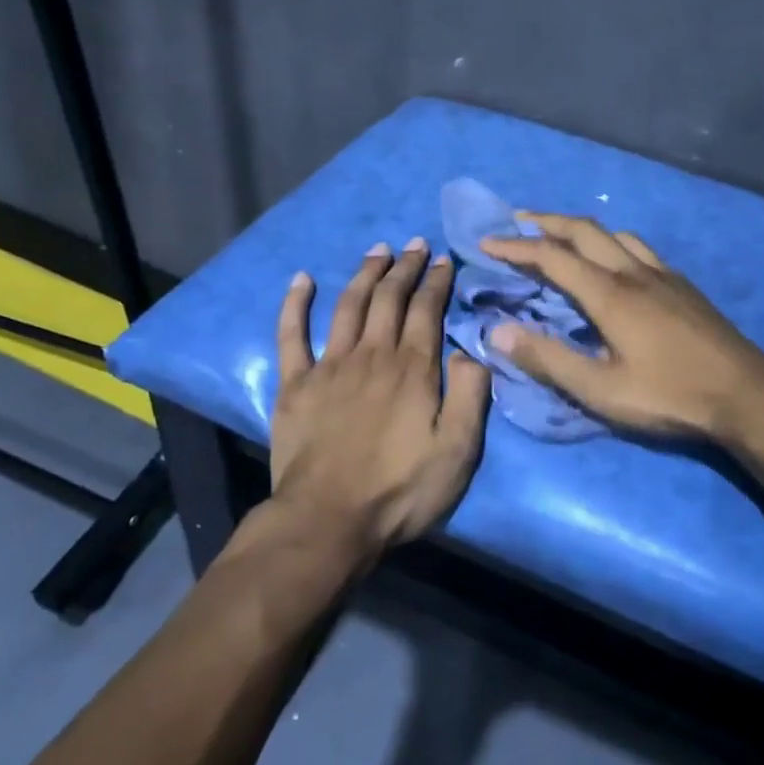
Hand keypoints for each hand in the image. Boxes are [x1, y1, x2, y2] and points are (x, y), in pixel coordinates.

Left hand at [269, 239, 491, 557]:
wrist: (328, 520)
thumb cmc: (400, 489)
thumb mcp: (458, 450)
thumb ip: (471, 395)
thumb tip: (468, 350)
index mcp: (412, 368)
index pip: (427, 309)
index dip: (436, 281)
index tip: (444, 259)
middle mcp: (372, 354)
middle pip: (389, 298)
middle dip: (405, 267)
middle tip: (416, 244)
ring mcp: (329, 365)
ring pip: (348, 305)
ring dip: (364, 273)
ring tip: (378, 250)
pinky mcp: (295, 384)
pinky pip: (292, 334)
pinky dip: (295, 304)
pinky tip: (301, 279)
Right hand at [480, 214, 763, 441]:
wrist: (746, 394)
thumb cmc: (670, 396)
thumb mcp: (601, 390)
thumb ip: (548, 359)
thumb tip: (497, 331)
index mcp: (610, 294)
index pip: (552, 257)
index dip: (516, 247)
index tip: (486, 243)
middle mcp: (634, 272)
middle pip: (584, 231)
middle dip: (546, 222)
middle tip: (517, 223)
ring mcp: (663, 275)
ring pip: (615, 235)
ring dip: (581, 229)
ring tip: (561, 238)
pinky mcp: (683, 286)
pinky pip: (639, 248)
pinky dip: (612, 243)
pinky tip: (616, 263)